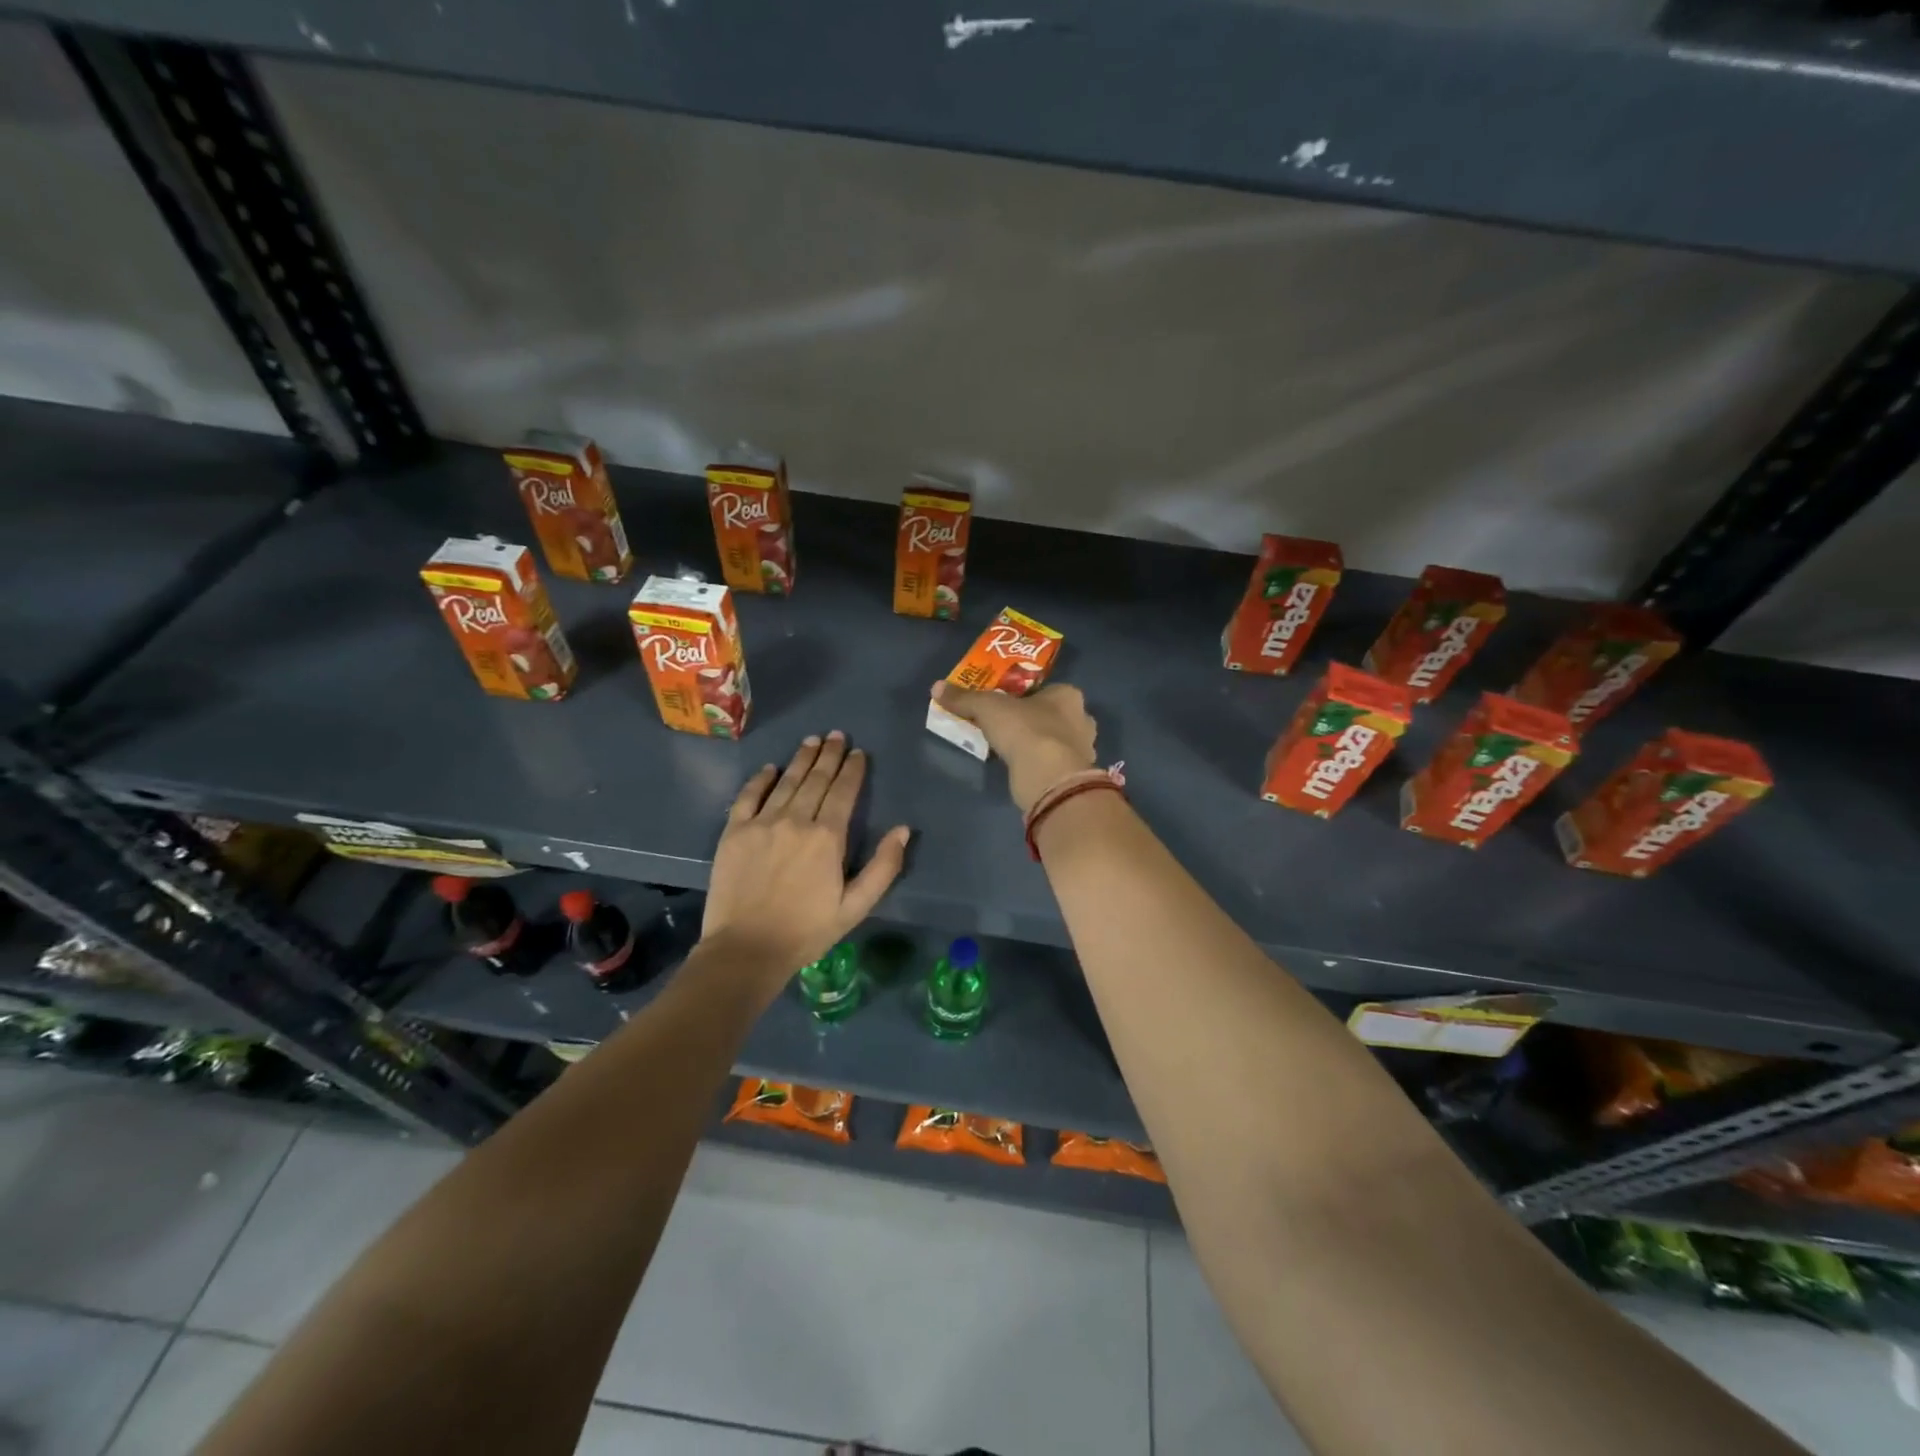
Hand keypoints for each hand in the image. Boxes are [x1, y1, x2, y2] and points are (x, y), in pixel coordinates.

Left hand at [701, 731, 910, 990]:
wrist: (746, 949)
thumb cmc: (807, 931)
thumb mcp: (855, 907)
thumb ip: (883, 867)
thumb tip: (903, 830)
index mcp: (827, 837)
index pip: (843, 792)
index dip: (853, 770)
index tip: (858, 753)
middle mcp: (795, 820)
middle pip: (816, 779)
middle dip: (829, 755)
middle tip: (837, 736)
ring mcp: (761, 823)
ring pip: (786, 781)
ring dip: (801, 759)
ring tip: (812, 741)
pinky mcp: (734, 832)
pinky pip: (748, 796)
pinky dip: (761, 779)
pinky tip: (770, 768)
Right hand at [930, 680, 1097, 812]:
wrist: (1049, 778)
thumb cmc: (1025, 730)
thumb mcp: (987, 708)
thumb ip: (964, 698)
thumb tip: (937, 687)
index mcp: (1068, 695)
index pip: (1048, 690)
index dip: (1026, 697)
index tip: (1006, 706)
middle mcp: (1082, 720)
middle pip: (1054, 716)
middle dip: (1033, 722)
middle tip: (1007, 728)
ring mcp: (1083, 751)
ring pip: (1057, 743)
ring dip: (1038, 746)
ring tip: (1011, 751)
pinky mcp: (1076, 778)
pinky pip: (1054, 766)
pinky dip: (1041, 767)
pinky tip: (1022, 771)